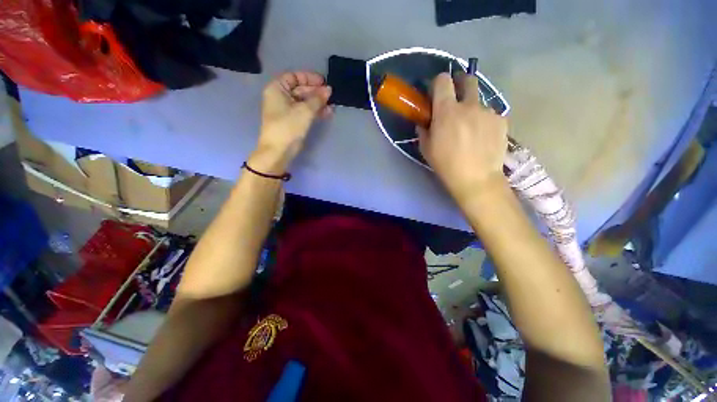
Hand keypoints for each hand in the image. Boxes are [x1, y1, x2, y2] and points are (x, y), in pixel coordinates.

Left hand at [250, 71, 331, 172]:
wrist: (279, 151)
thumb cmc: (288, 127)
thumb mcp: (304, 111)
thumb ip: (317, 99)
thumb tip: (329, 90)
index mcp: (277, 89)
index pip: (294, 77)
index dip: (309, 78)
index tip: (323, 82)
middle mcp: (281, 97)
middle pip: (300, 90)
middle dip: (316, 92)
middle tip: (331, 95)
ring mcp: (287, 110)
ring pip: (305, 102)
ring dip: (318, 103)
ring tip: (332, 105)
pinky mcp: (293, 121)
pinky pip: (305, 112)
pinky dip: (315, 112)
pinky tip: (327, 113)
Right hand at [418, 73, 507, 202]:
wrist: (476, 179)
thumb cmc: (446, 164)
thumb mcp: (426, 149)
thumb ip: (424, 130)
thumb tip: (424, 122)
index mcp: (446, 110)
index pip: (443, 80)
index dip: (439, 82)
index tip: (437, 92)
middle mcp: (469, 105)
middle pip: (468, 79)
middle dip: (461, 83)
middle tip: (457, 97)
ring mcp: (488, 112)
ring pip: (480, 101)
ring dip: (473, 108)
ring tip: (471, 127)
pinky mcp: (502, 121)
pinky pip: (491, 114)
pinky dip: (485, 121)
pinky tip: (483, 137)